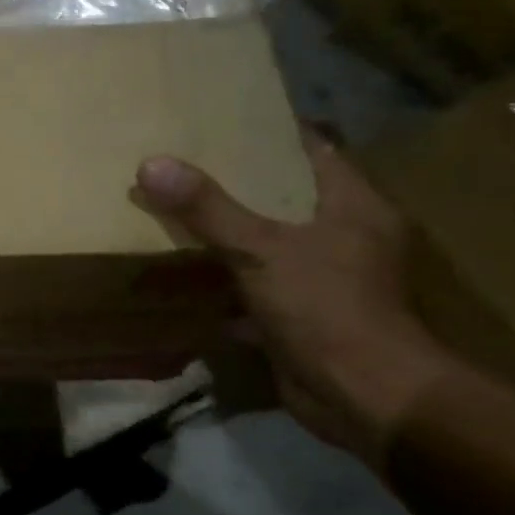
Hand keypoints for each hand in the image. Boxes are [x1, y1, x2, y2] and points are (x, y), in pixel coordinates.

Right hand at [134, 130, 456, 466]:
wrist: (363, 396)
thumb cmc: (326, 307)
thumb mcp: (261, 249)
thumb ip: (208, 209)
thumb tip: (151, 164)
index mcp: (352, 206)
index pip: (314, 149)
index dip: (272, 131)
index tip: (224, 118)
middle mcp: (343, 236)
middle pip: (285, 196)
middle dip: (238, 183)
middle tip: (184, 163)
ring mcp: (324, 279)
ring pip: (268, 243)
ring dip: (229, 234)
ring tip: (176, 210)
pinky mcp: (302, 316)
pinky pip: (256, 287)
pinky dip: (226, 283)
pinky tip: (185, 275)